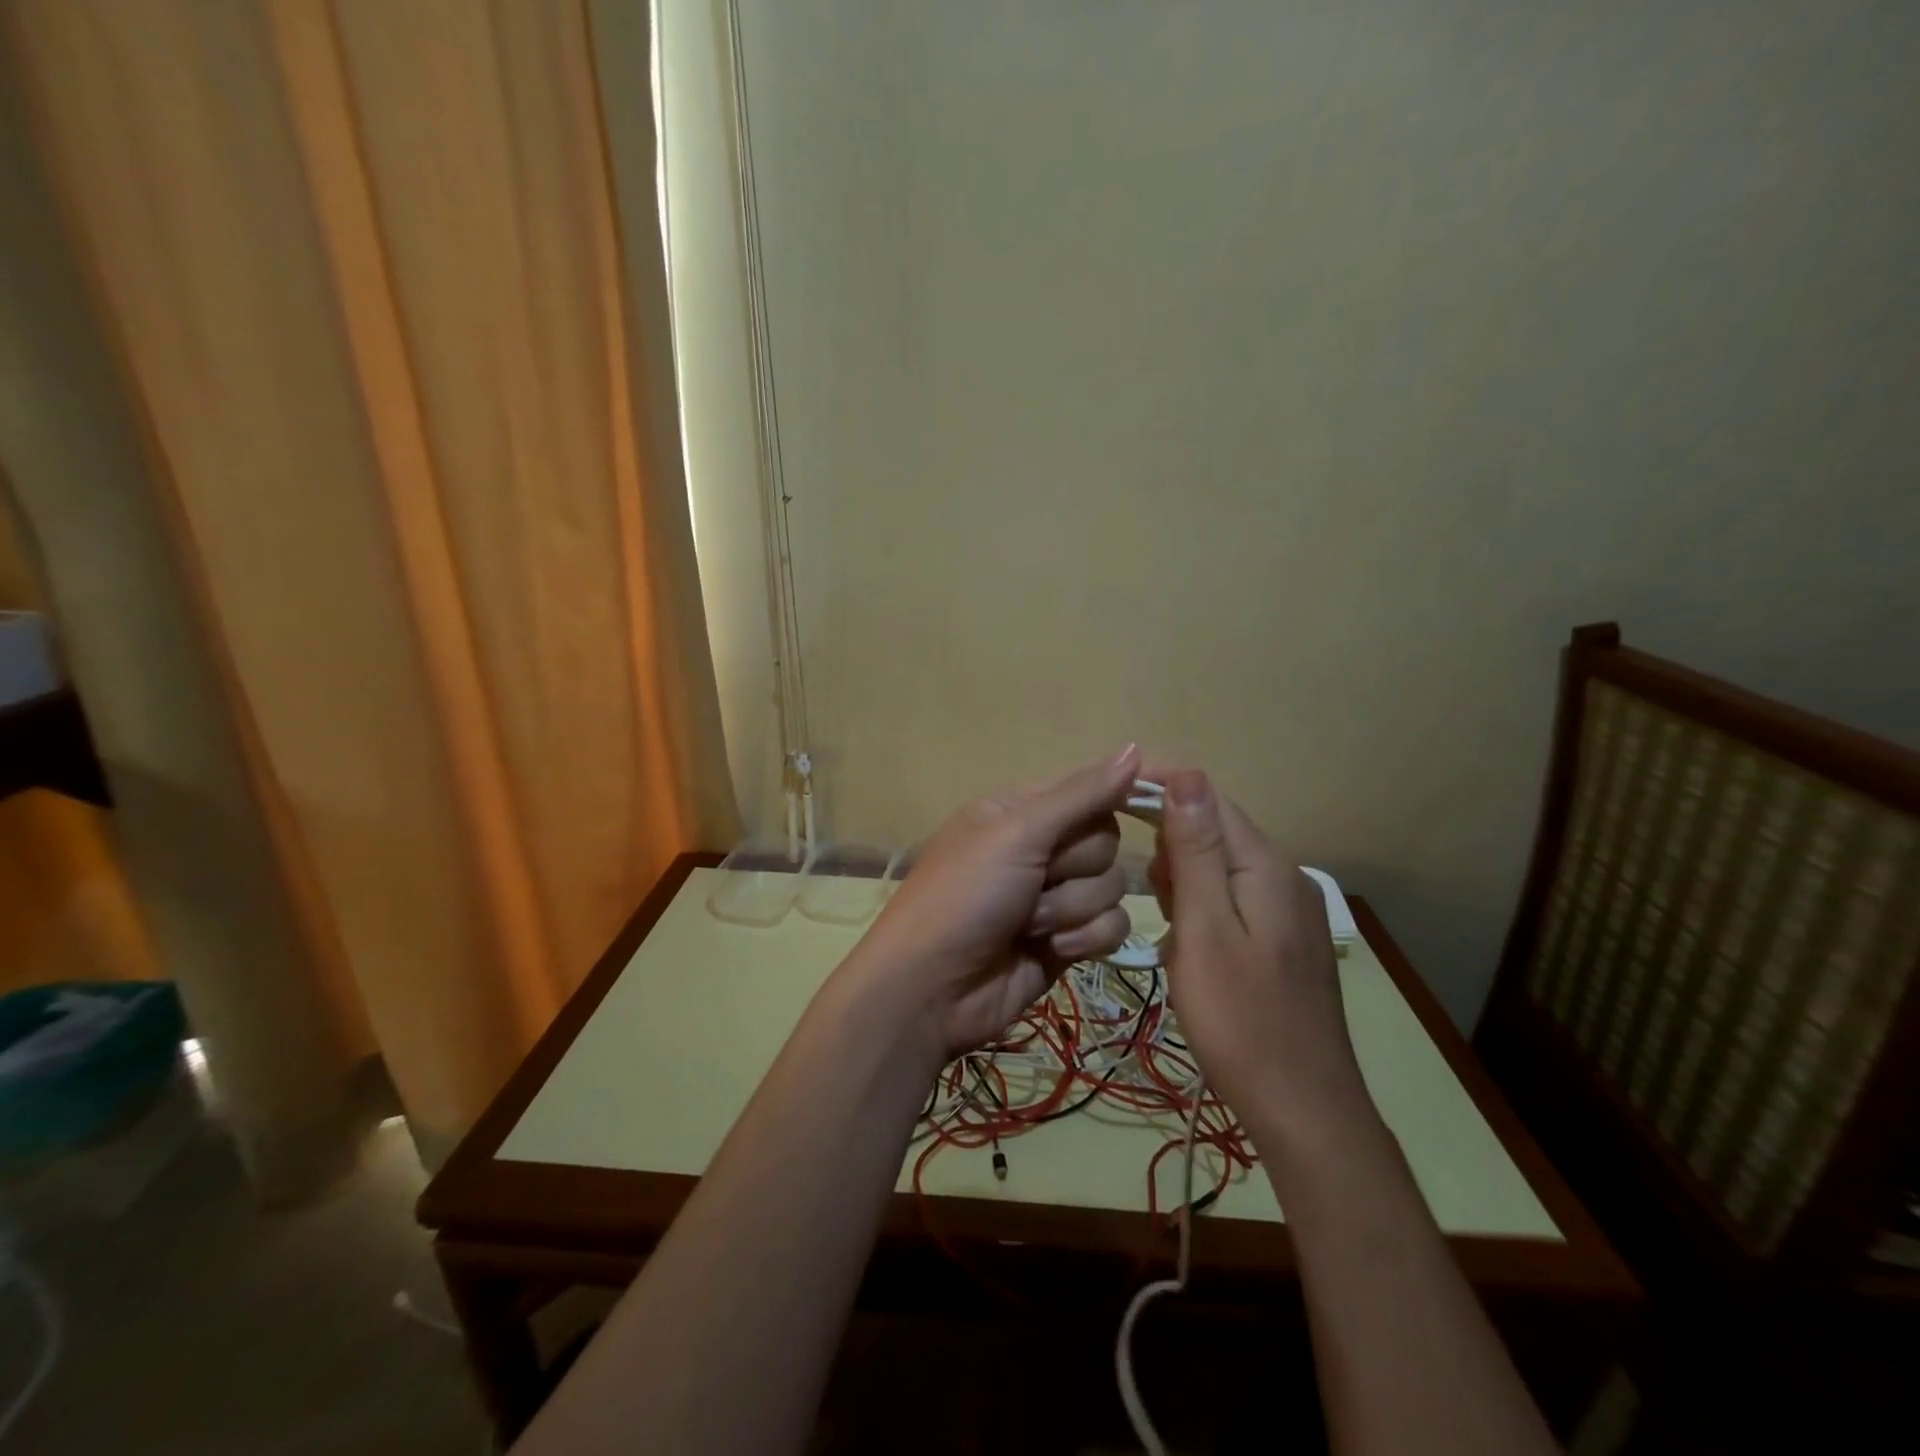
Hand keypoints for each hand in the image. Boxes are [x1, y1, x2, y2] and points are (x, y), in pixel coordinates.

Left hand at [849, 746, 1142, 1060]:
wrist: (931, 988)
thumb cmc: (965, 896)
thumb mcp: (1017, 833)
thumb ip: (1081, 795)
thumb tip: (1134, 748)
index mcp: (1024, 809)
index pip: (1092, 785)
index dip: (1129, 786)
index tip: (1180, 783)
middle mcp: (1043, 847)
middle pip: (1106, 841)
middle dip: (1075, 867)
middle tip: (1036, 880)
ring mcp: (1056, 896)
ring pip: (1111, 887)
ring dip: (1071, 908)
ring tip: (1028, 924)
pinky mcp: (1069, 940)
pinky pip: (1111, 926)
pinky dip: (1085, 938)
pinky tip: (1051, 950)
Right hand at [1147, 766, 1372, 1145]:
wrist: (1303, 1111)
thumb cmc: (1241, 1021)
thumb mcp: (1205, 930)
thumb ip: (1195, 851)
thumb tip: (1187, 773)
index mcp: (1265, 867)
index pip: (1209, 799)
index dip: (1161, 787)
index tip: (1110, 796)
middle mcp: (1284, 877)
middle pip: (1215, 831)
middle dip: (1171, 849)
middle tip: (1148, 898)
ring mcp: (1288, 911)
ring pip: (1219, 868)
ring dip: (1183, 883)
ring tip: (1168, 929)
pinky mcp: (1282, 941)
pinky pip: (1231, 901)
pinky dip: (1201, 911)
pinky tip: (1190, 947)